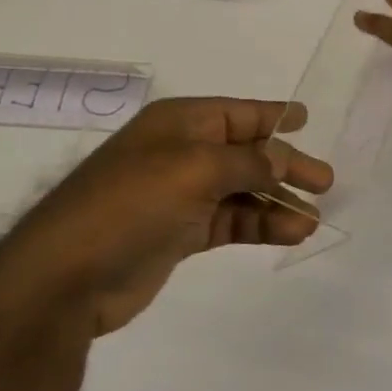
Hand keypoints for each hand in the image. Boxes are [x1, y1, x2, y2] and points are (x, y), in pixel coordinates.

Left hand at [0, 97, 333, 336]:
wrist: (66, 277)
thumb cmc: (131, 203)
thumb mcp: (196, 168)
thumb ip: (248, 162)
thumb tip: (283, 161)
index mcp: (180, 123)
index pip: (239, 113)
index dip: (273, 115)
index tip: (307, 118)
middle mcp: (182, 153)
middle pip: (247, 153)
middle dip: (286, 165)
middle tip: (325, 181)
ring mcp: (180, 195)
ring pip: (243, 191)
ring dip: (277, 202)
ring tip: (312, 220)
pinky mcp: (180, 234)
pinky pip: (232, 221)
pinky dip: (260, 225)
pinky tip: (290, 233)